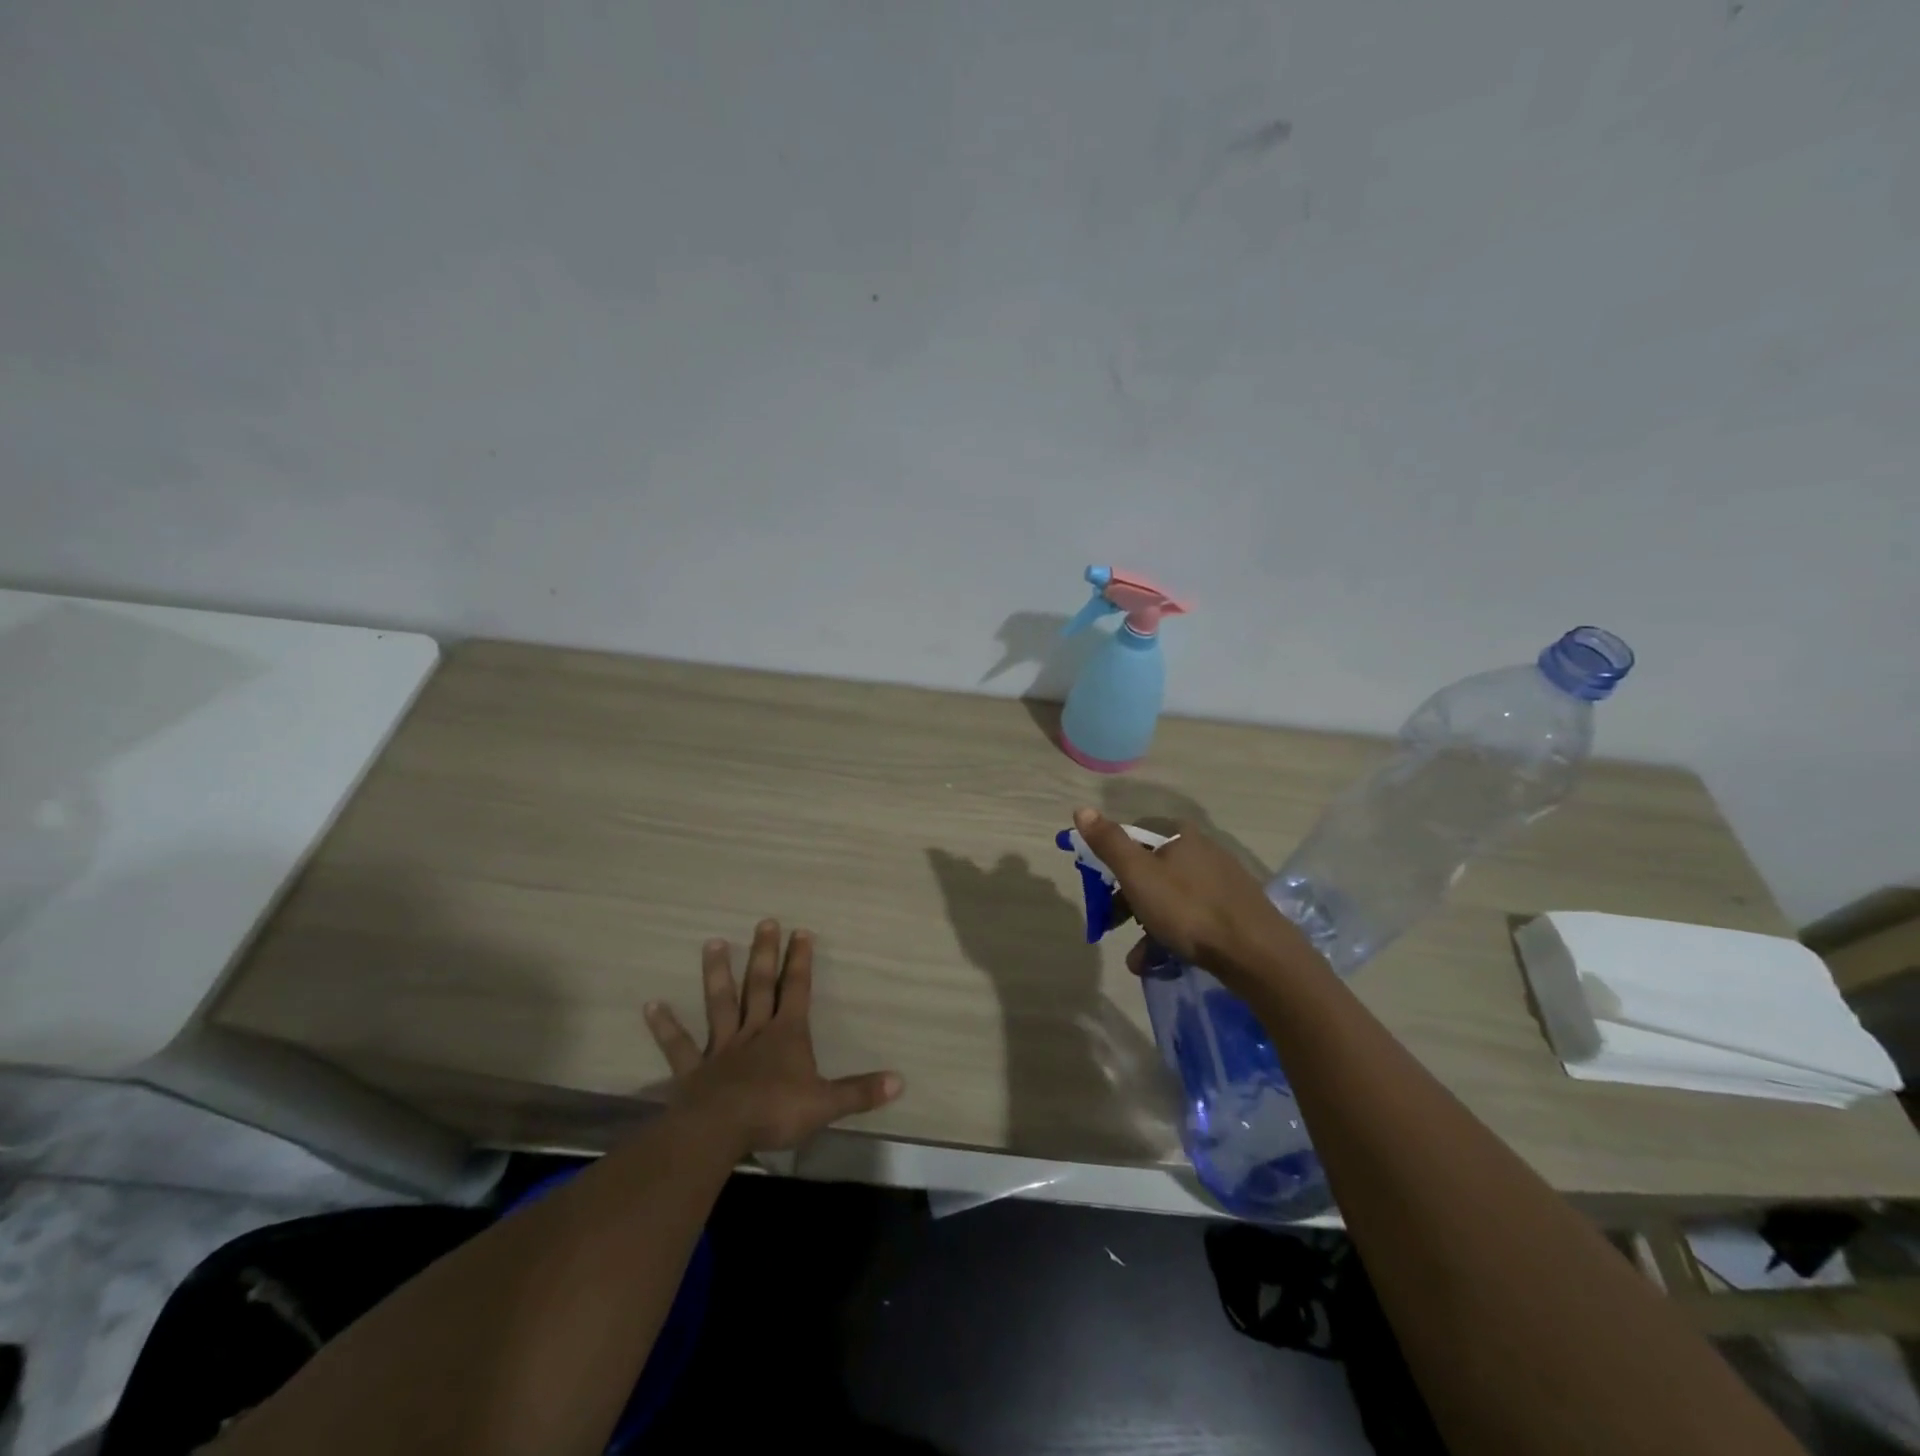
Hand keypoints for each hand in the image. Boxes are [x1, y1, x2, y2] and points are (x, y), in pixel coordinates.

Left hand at [644, 919, 902, 1157]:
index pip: (798, 990)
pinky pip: (679, 1045)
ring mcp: (722, 1048)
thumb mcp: (826, 1104)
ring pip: (721, 1003)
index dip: (801, 961)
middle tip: (765, 921)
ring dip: (718, 974)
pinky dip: (665, 1026)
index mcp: (787, 1035)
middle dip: (765, 953)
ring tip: (713, 943)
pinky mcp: (694, 1070)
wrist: (720, 1131)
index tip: (801, 931)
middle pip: (761, 986)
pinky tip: (651, 1005)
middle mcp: (755, 1032)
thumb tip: (900, 1081)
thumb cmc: (776, 1112)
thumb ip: (860, 1092)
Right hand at [1072, 807, 1326, 993]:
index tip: (1096, 888)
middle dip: (1124, 900)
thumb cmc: (1189, 909)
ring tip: (1136, 959)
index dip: (1109, 860)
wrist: (1257, 954)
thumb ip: (1109, 843)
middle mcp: (1200, 849)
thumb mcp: (1138, 875)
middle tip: (1108, 924)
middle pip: (1149, 868)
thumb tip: (1081, 809)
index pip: (1133, 835)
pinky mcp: (1232, 909)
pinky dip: (1170, 936)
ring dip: (1145, 926)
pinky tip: (1159, 963)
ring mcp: (1219, 880)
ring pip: (1168, 897)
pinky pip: (1189, 917)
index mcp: (1179, 834)